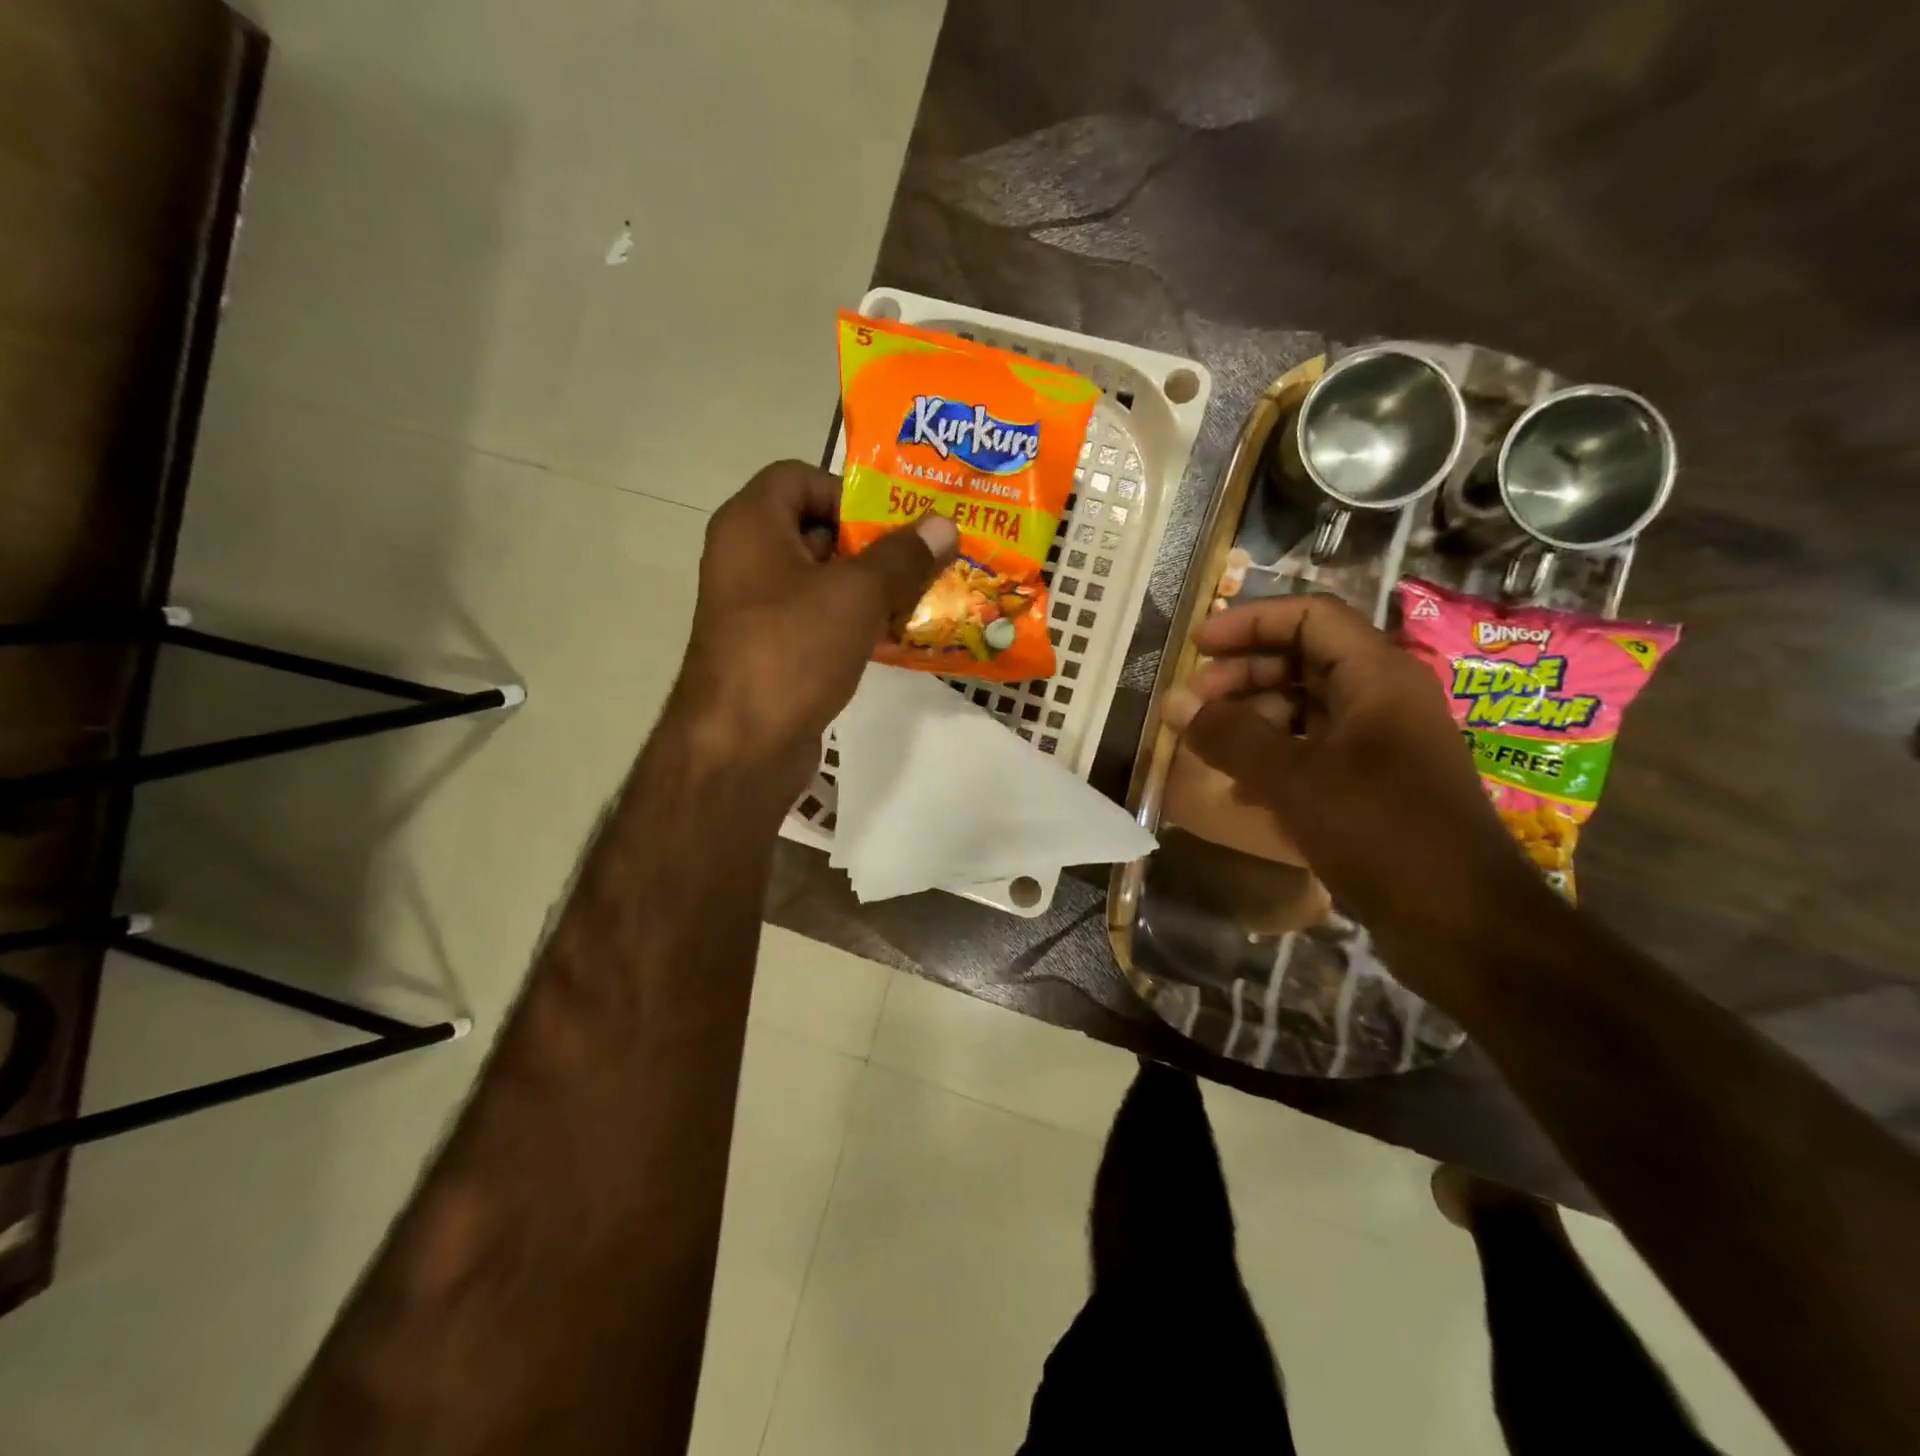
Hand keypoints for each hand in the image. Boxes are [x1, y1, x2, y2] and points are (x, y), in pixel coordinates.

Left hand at [670, 460, 956, 800]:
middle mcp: (747, 559)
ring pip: (822, 580)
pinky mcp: (771, 651)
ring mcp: (756, 610)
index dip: (848, 491)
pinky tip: (895, 638)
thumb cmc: (792, 651)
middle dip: (873, 543)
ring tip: (921, 598)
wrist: (740, 747)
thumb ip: (903, 556)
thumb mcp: (856, 595)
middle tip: (924, 560)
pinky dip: (855, 623)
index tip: (893, 522)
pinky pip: (819, 621)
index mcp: (751, 525)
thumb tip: (944, 525)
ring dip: (871, 587)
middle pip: (816, 529)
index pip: (799, 477)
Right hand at [1164, 593, 1548, 986]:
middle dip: (1243, 676)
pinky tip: (1242, 792)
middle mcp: (1383, 699)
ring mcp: (1381, 745)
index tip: (1198, 646)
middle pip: (1303, 661)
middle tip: (1194, 705)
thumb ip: (1229, 735)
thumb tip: (1173, 702)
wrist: (1461, 924)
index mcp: (1378, 676)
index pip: (1309, 617)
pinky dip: (1274, 759)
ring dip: (1253, 721)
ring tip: (1209, 750)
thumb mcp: (1292, 779)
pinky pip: (1314, 753)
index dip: (1250, 622)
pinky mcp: (1374, 787)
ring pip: (1305, 710)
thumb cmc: (1380, 832)